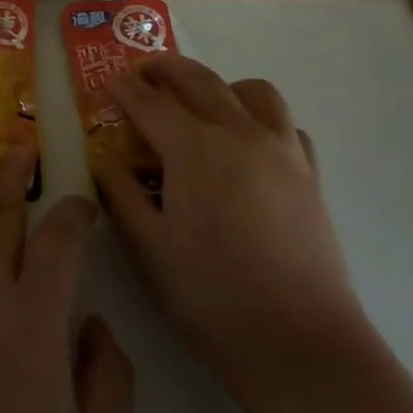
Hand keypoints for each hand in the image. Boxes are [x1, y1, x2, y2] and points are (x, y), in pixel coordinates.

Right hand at [91, 54, 369, 396]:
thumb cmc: (212, 294)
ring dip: (222, 86)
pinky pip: (286, 126)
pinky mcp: (310, 174)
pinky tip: (250, 146)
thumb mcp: (149, 247)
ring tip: (203, 105)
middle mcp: (239, 133)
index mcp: (194, 147)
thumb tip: (103, 158)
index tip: (108, 84)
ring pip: (253, 90)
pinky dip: (263, 121)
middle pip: (199, 79)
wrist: (300, 342)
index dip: (124, 89)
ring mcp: (281, 150)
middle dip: (166, 69)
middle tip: (145, 74)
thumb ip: (121, 193)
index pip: (150, 102)